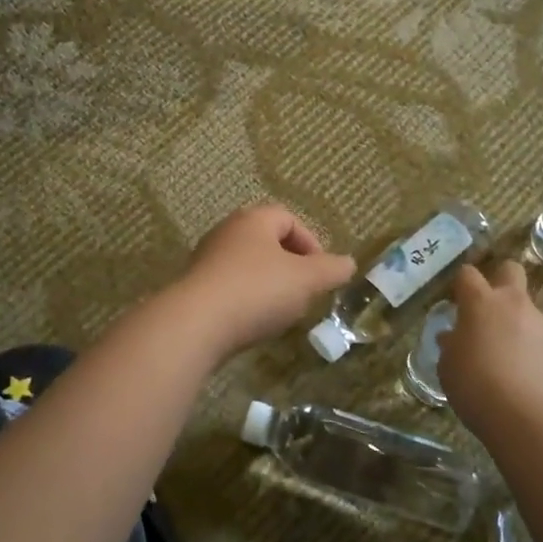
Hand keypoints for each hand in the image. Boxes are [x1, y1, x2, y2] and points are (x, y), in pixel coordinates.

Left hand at [173, 204, 355, 355]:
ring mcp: (206, 260)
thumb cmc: (256, 290)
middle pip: (266, 242)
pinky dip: (246, 301)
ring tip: (281, 312)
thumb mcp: (306, 280)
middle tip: (304, 291)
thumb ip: (331, 269)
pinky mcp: (194, 288)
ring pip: (247, 266)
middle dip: (290, 266)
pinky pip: (229, 288)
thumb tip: (348, 263)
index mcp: (253, 219)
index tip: (321, 272)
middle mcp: (226, 232)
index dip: (311, 242)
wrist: (195, 324)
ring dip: (268, 285)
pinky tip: (252, 323)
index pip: (288, 218)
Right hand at [438, 262, 542, 444]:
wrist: (525, 418)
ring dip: (517, 323)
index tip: (457, 301)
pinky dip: (533, 349)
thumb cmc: (474, 386)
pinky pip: (541, 338)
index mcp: (481, 303)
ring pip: (528, 310)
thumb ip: (451, 345)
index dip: (462, 284)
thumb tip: (452, 337)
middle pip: (511, 270)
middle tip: (489, 308)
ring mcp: (542, 324)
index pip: (468, 274)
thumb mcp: (448, 366)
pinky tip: (524, 375)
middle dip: (500, 280)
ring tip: (507, 357)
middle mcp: (514, 304)